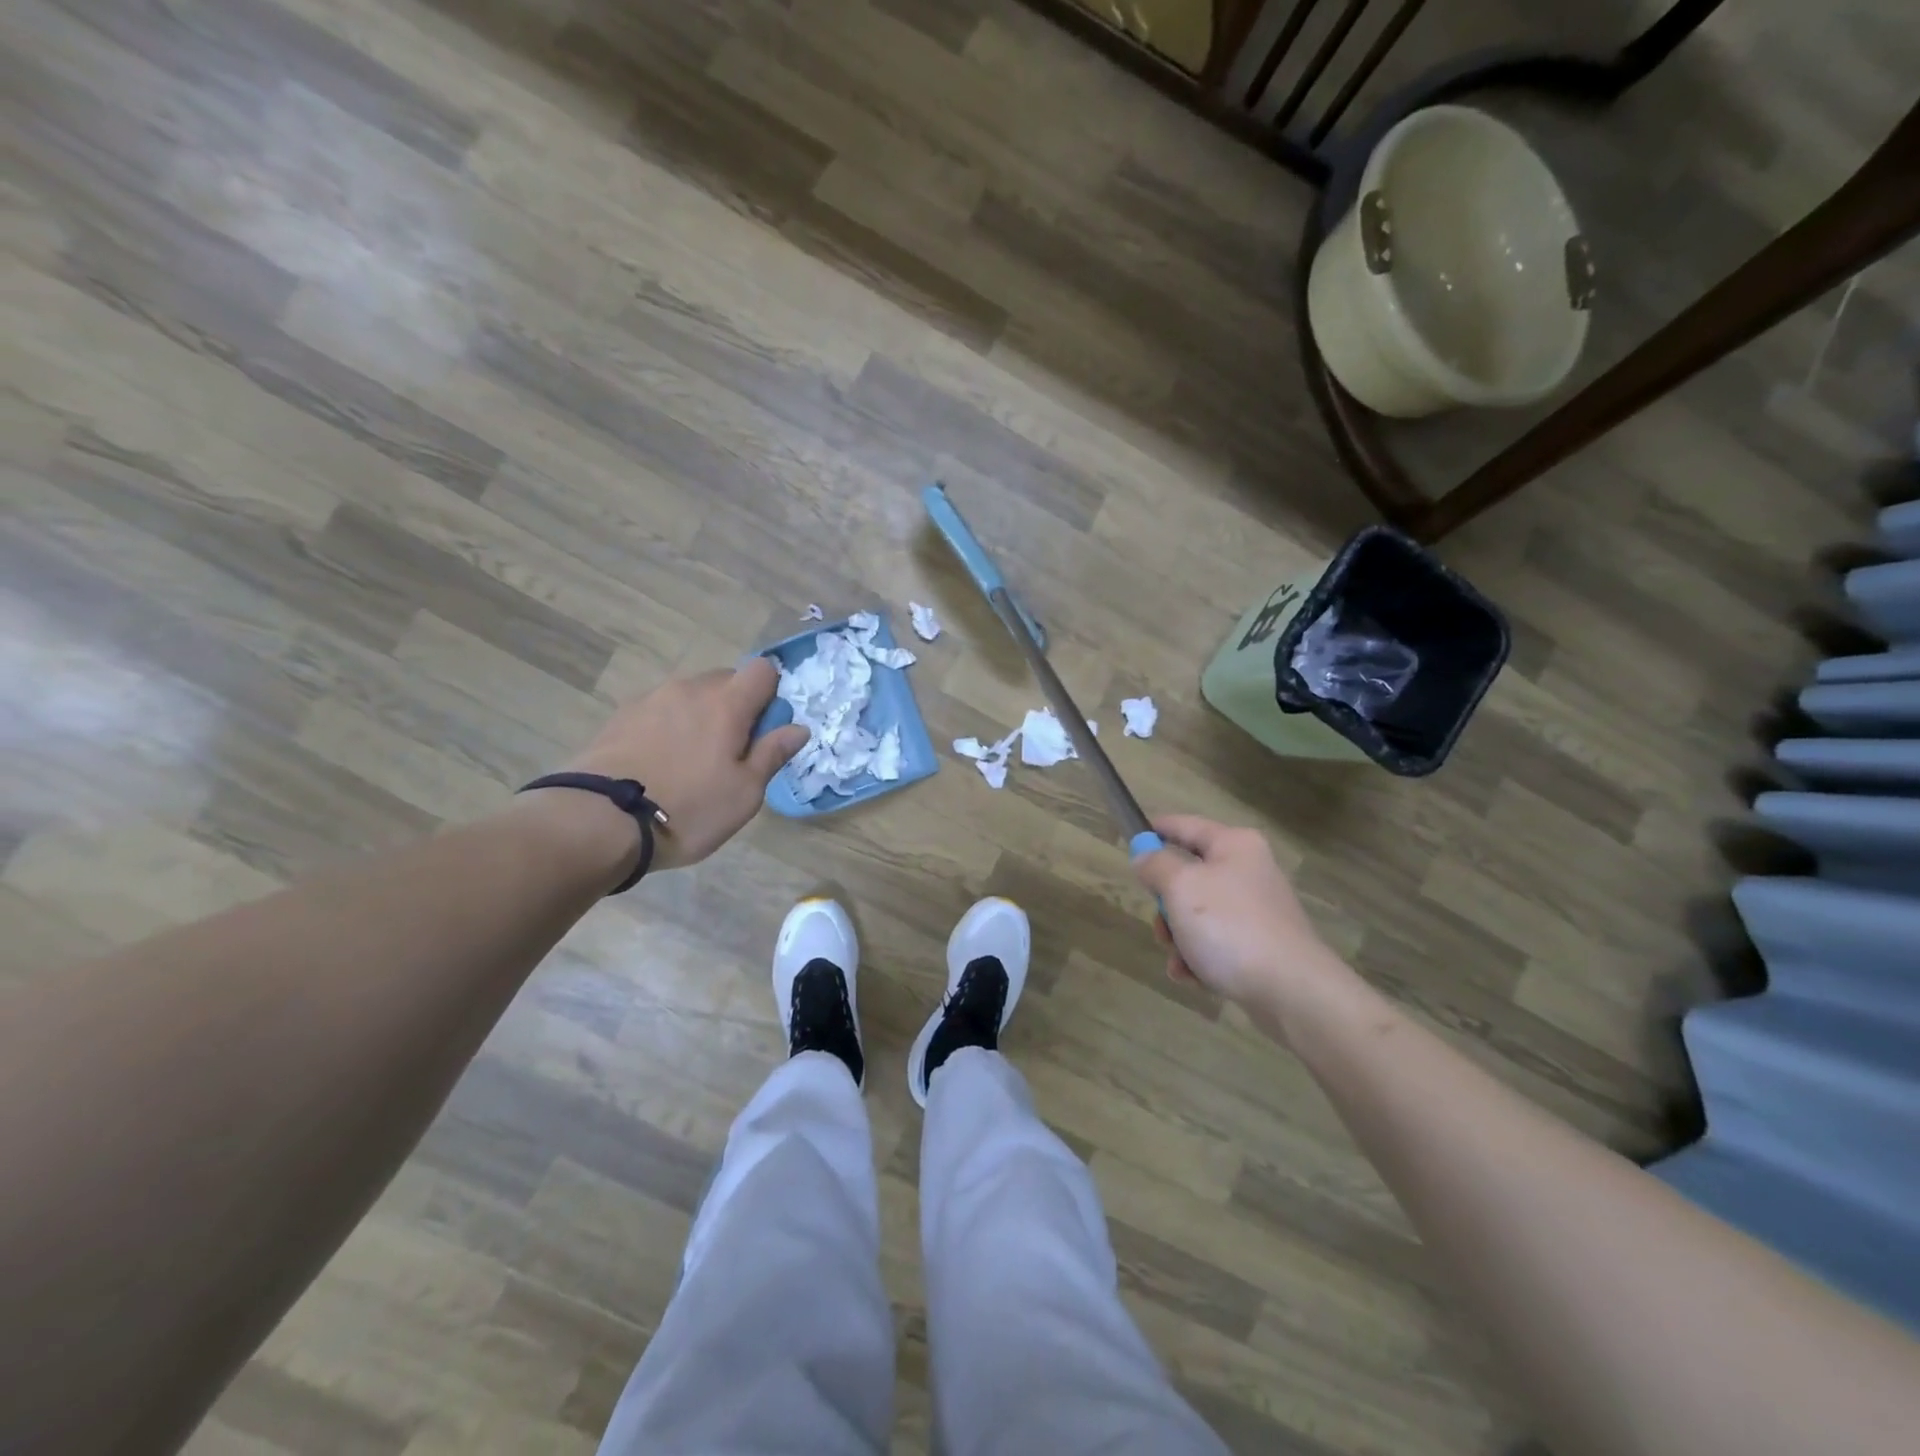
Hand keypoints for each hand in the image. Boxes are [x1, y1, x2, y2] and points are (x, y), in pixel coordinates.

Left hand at [551, 659, 808, 871]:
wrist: (598, 821)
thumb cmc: (688, 808)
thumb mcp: (745, 793)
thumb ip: (773, 754)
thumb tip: (799, 728)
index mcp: (727, 703)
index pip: (763, 670)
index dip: (772, 693)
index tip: (766, 729)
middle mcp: (689, 689)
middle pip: (725, 680)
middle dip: (736, 706)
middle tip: (730, 752)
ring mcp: (650, 699)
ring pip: (690, 696)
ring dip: (699, 716)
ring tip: (690, 761)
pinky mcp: (620, 716)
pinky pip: (659, 711)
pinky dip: (668, 727)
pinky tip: (658, 763)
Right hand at [1133, 814, 1356, 1026]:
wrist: (1291, 990)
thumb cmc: (1230, 927)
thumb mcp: (1180, 887)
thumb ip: (1155, 865)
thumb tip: (1144, 854)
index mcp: (1234, 846)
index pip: (1185, 826)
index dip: (1155, 830)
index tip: (1130, 841)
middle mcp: (1249, 871)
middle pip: (1189, 875)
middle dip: (1166, 903)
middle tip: (1161, 923)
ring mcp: (1257, 910)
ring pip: (1198, 914)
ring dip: (1179, 937)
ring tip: (1179, 959)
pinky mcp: (1261, 946)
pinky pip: (1216, 943)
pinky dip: (1198, 958)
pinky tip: (1192, 977)